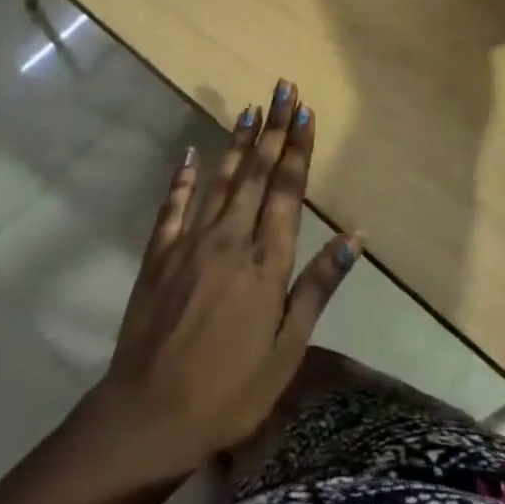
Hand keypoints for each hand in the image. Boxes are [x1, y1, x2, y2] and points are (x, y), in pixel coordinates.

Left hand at [90, 82, 358, 478]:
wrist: (149, 416)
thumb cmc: (231, 391)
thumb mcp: (288, 350)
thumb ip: (318, 286)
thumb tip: (356, 237)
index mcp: (266, 260)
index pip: (288, 190)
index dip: (298, 148)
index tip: (305, 111)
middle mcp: (231, 238)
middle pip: (258, 172)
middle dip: (274, 127)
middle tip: (283, 87)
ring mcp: (191, 241)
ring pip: (221, 179)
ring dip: (238, 142)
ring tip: (251, 108)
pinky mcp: (160, 254)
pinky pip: (173, 206)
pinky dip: (183, 178)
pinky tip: (190, 154)